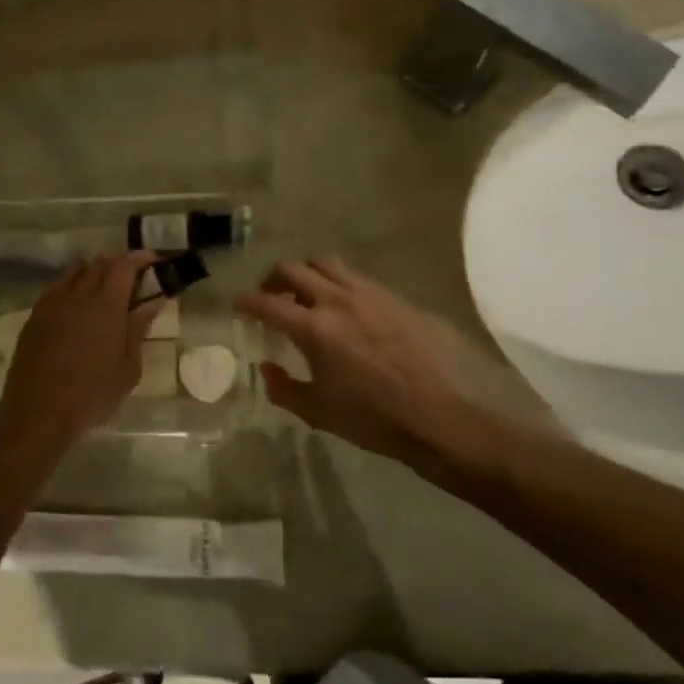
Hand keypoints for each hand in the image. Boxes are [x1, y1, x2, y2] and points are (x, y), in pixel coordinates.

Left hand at [0, 253, 163, 445]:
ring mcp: (52, 303)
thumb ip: (138, 329)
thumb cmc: (92, 394)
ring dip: (94, 273)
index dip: (140, 258)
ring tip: (106, 291)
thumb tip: (152, 303)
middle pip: (99, 263)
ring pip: (76, 272)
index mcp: (106, 304)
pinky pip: (57, 288)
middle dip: (119, 265)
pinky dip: (73, 286)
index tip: (154, 261)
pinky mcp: (35, 316)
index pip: (124, 265)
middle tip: (134, 280)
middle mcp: (77, 294)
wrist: (38, 413)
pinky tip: (78, 306)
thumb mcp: (128, 367)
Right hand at [237, 258, 554, 477]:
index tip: (238, 305)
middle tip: (270, 297)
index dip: (246, 301)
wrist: (445, 416)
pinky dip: (338, 282)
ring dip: (307, 273)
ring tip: (305, 293)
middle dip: (273, 279)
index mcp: (314, 329)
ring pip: (326, 263)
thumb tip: (266, 368)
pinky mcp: (394, 297)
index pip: (266, 303)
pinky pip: (356, 277)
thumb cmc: (376, 419)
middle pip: (293, 269)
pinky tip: (344, 306)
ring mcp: (369, 294)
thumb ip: (284, 388)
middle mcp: (337, 300)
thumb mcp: (319, 412)